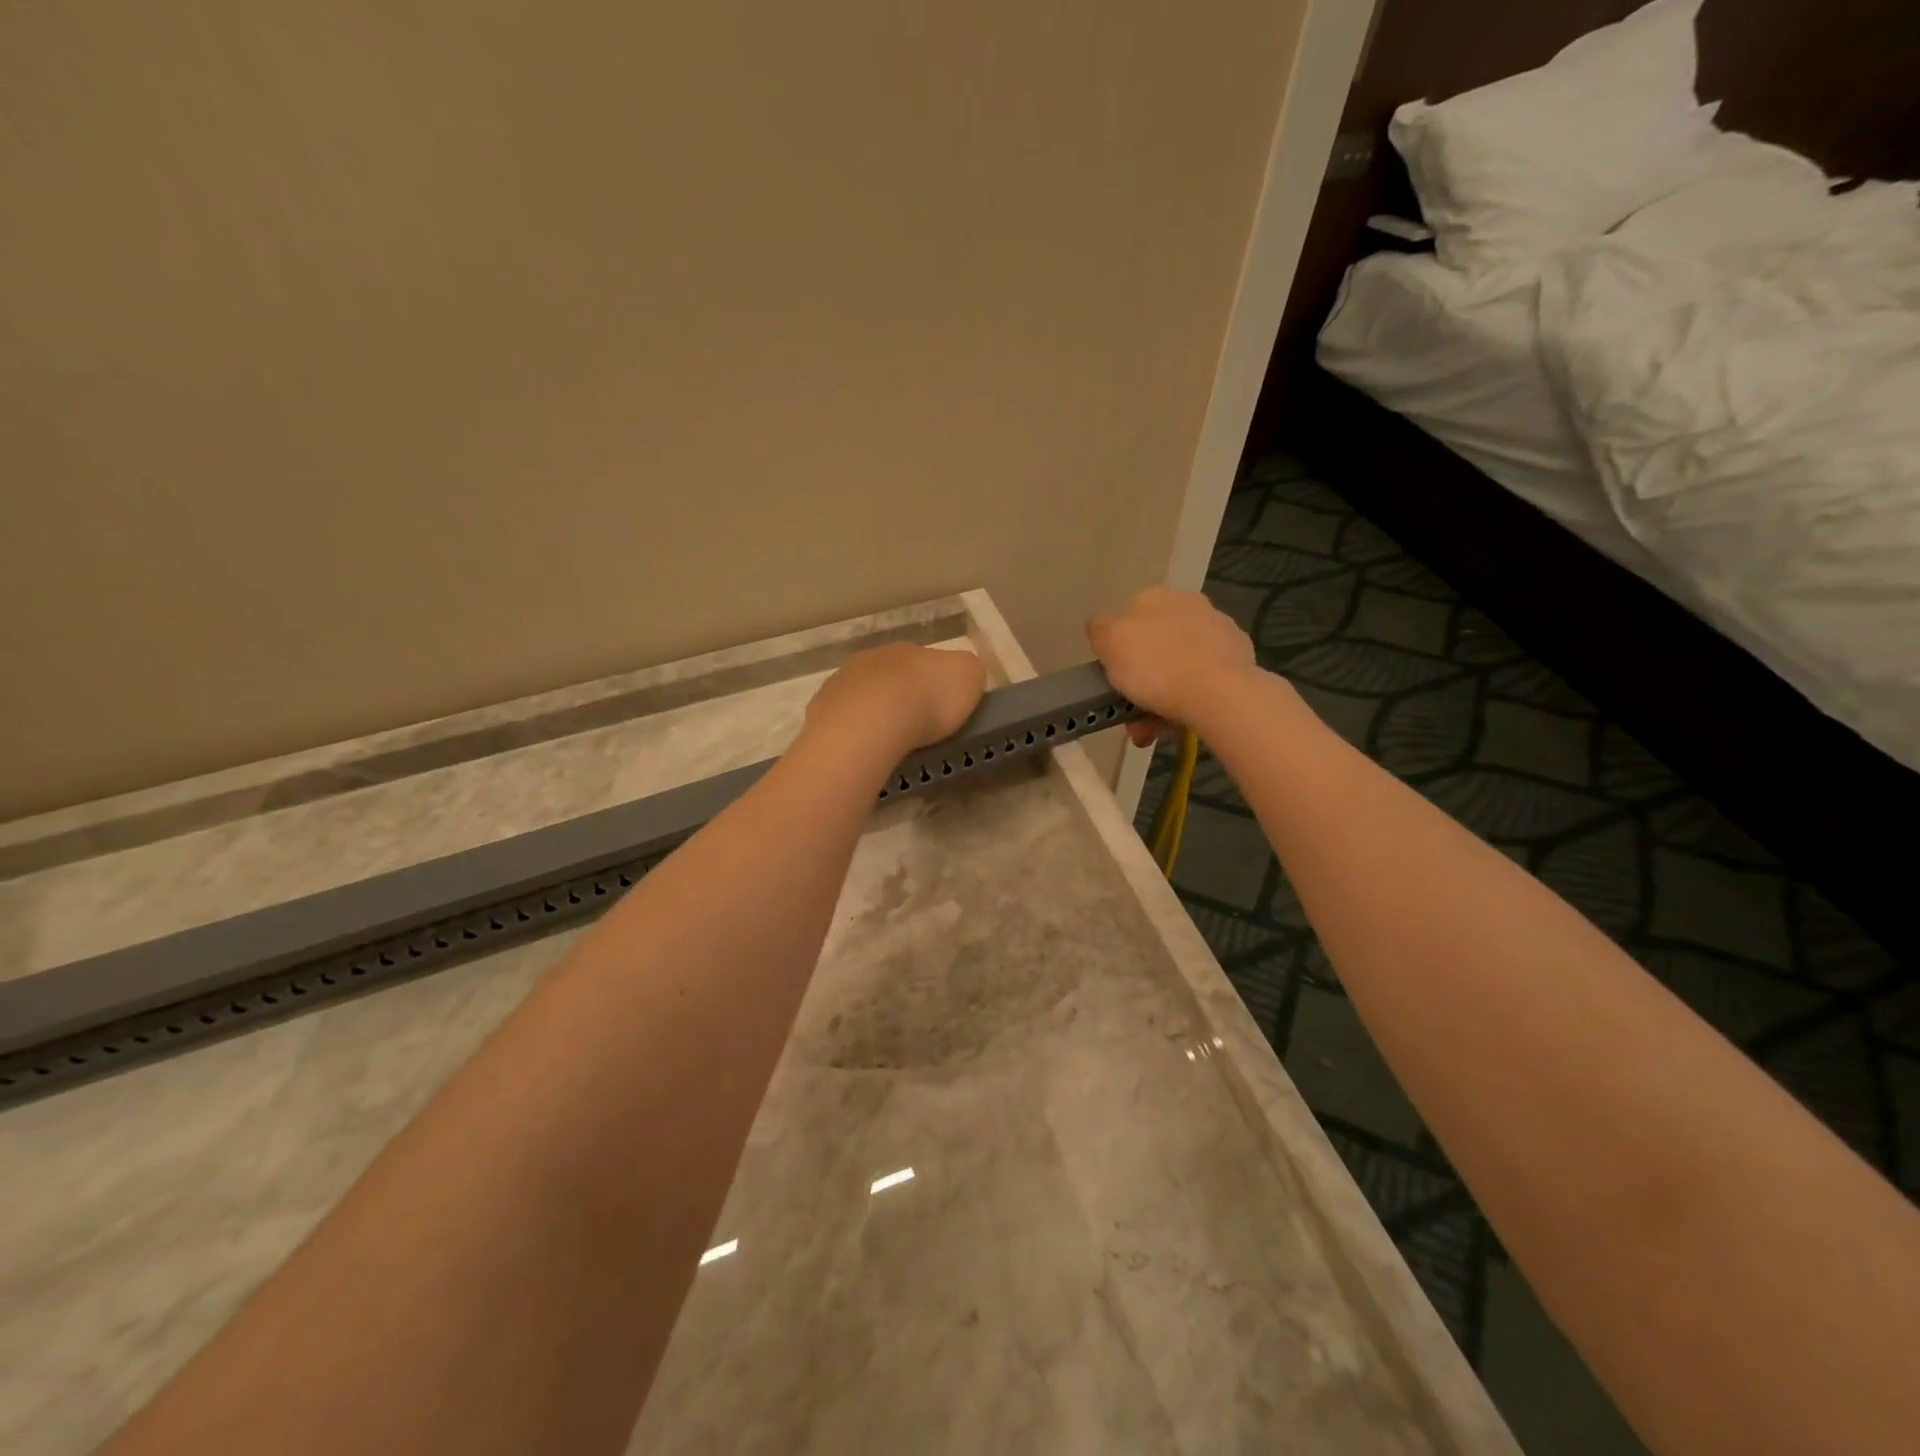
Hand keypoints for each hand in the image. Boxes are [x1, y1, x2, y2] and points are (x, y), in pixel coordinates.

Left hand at [804, 643, 986, 756]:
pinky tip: (862, 750)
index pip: (924, 663)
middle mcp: (872, 659)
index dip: (934, 685)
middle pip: (891, 678)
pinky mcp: (821, 710)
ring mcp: (841, 683)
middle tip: (915, 729)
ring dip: (873, 715)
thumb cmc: (928, 699)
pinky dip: (852, 733)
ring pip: (862, 697)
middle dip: (901, 699)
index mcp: (909, 649)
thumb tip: (960, 675)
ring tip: (887, 744)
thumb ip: (967, 672)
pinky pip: (841, 721)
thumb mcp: (969, 677)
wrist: (872, 722)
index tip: (941, 710)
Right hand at [1088, 587, 1256, 743]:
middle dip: (1140, 682)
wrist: (1219, 693)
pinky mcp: (1239, 655)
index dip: (1117, 653)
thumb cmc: (1155, 667)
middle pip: (1153, 647)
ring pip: (1178, 665)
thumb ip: (1099, 630)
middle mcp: (1188, 603)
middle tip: (1132, 715)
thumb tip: (1102, 627)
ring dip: (1162, 697)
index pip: (1125, 621)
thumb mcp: (1109, 643)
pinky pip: (1203, 676)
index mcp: (1154, 596)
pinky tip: (1183, 718)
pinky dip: (1191, 696)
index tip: (1114, 681)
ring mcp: (1218, 628)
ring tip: (1152, 730)